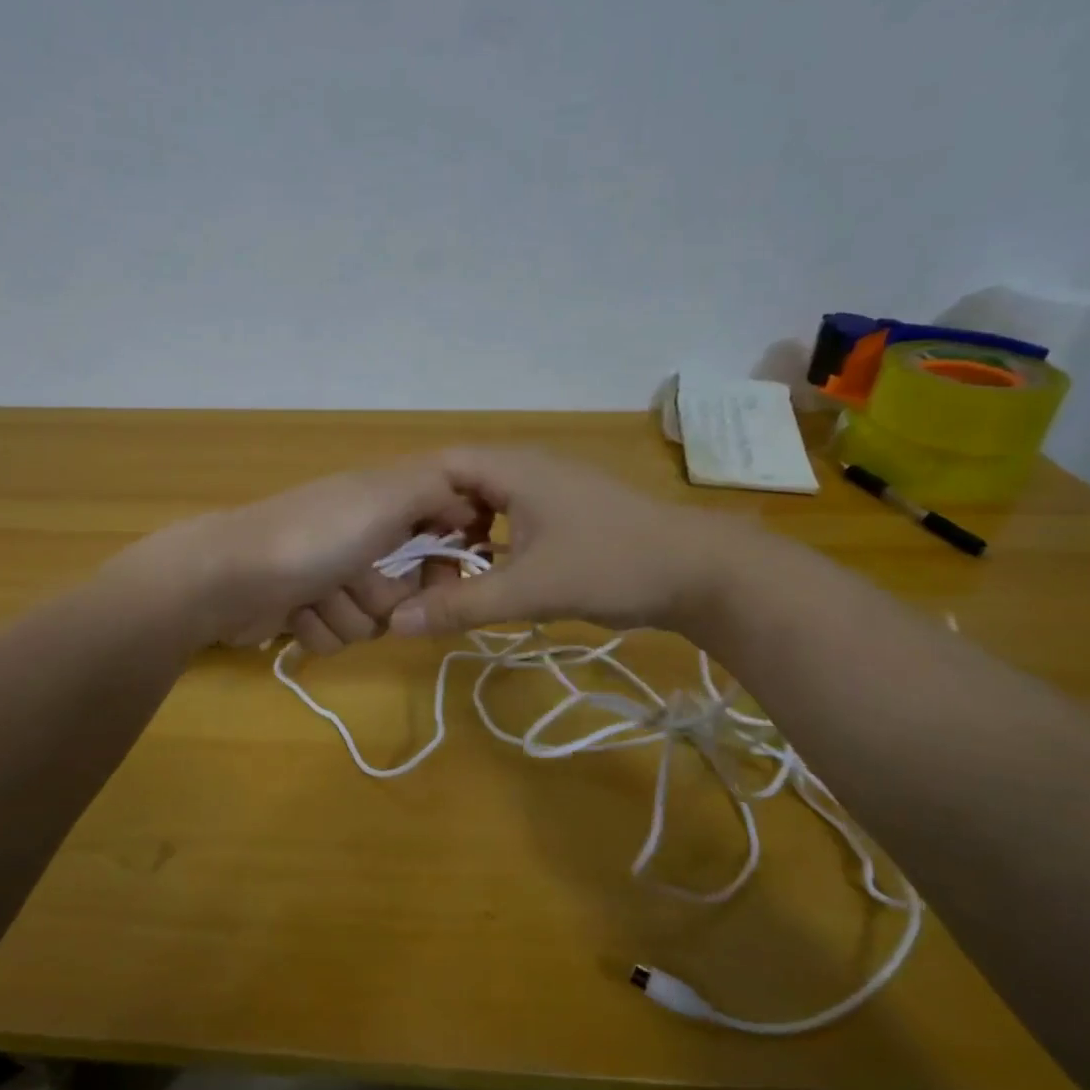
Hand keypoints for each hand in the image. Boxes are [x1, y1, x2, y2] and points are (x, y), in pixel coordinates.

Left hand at [107, 458, 485, 650]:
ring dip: (345, 614)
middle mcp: (361, 538)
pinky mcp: (306, 610)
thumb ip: (436, 490)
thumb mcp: (384, 498)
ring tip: (315, 595)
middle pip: (408, 589)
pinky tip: (294, 613)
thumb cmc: (314, 537)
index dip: (444, 558)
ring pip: (372, 619)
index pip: (440, 532)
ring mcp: (331, 576)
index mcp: (382, 504)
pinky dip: (317, 628)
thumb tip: (469, 499)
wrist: (228, 578)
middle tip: (356, 579)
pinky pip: (337, 636)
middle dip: (384, 595)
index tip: (442, 570)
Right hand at [386, 448, 744, 636]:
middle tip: (409, 563)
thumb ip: (460, 606)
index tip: (386, 539)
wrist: (703, 571)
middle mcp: (528, 467)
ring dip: (462, 534)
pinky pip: (511, 515)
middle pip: (459, 483)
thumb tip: (396, 623)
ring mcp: (551, 487)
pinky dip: (491, 541)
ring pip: (487, 502)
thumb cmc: (611, 566)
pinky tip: (489, 573)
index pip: (439, 465)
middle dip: (432, 522)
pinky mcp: (568, 510)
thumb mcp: (529, 590)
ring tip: (443, 572)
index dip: (408, 498)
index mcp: (513, 469)